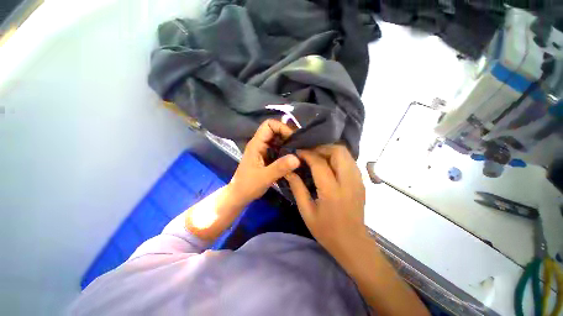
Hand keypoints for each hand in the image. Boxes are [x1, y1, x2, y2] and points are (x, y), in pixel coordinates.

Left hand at [230, 119, 300, 205]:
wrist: (240, 195)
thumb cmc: (248, 185)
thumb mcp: (265, 177)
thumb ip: (280, 167)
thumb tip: (297, 158)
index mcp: (256, 144)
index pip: (269, 124)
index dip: (281, 127)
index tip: (293, 138)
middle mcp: (260, 144)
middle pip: (275, 130)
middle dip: (287, 135)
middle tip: (300, 145)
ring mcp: (263, 150)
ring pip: (277, 140)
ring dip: (288, 143)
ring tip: (299, 150)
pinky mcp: (267, 157)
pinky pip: (278, 149)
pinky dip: (286, 151)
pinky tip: (293, 158)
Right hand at [285, 144, 365, 254]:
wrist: (353, 243)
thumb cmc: (326, 231)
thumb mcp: (306, 211)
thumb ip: (297, 188)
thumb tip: (289, 171)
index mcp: (332, 191)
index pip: (319, 162)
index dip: (307, 154)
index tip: (298, 152)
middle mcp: (348, 182)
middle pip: (338, 151)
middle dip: (321, 147)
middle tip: (309, 153)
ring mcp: (358, 181)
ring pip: (346, 154)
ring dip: (330, 151)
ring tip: (317, 156)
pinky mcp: (361, 182)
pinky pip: (349, 161)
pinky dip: (338, 157)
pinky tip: (328, 164)